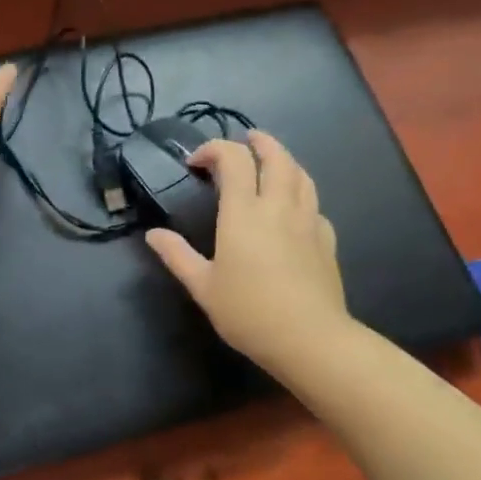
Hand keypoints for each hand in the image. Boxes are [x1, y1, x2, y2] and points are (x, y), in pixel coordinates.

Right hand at [145, 131, 349, 376]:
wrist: (310, 339)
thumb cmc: (249, 311)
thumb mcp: (203, 286)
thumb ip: (177, 256)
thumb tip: (153, 235)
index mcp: (244, 212)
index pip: (233, 159)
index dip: (214, 149)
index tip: (196, 163)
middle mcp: (278, 207)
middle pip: (276, 156)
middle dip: (259, 142)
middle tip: (245, 140)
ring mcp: (308, 221)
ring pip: (301, 175)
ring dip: (284, 160)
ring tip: (271, 163)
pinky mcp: (327, 240)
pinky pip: (315, 205)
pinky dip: (301, 195)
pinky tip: (294, 210)